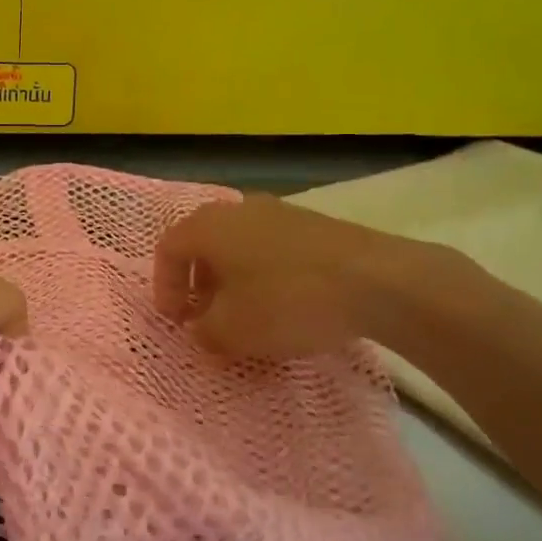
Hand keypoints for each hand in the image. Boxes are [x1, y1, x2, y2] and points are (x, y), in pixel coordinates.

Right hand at [153, 195, 451, 358]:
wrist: (377, 280)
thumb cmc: (286, 301)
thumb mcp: (232, 330)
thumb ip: (204, 331)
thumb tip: (201, 328)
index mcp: (208, 226)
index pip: (167, 250)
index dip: (164, 288)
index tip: (177, 322)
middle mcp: (238, 209)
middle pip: (203, 244)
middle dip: (198, 284)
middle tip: (206, 317)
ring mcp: (280, 212)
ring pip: (239, 245)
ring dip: (232, 280)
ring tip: (246, 314)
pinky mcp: (314, 224)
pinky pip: (271, 248)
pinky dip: (264, 274)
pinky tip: (284, 304)